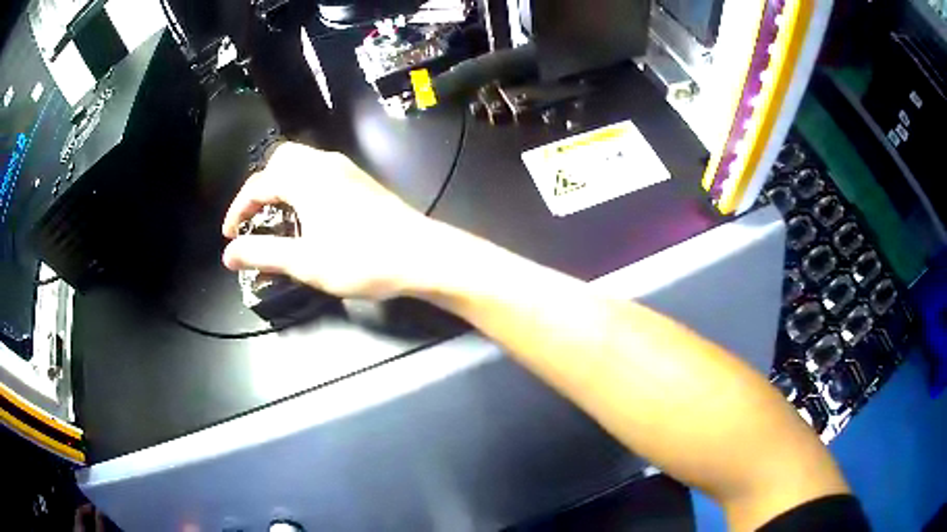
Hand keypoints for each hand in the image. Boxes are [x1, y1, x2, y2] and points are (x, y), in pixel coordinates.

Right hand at [222, 143, 444, 299]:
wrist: (420, 255)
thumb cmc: (360, 259)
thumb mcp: (304, 261)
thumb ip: (262, 253)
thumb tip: (229, 254)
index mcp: (305, 177)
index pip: (258, 184)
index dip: (238, 209)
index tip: (230, 236)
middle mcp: (324, 163)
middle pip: (280, 161)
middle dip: (260, 188)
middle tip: (254, 219)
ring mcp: (346, 169)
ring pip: (302, 164)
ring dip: (282, 186)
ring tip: (277, 219)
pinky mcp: (360, 181)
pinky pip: (320, 173)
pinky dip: (302, 187)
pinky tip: (309, 216)